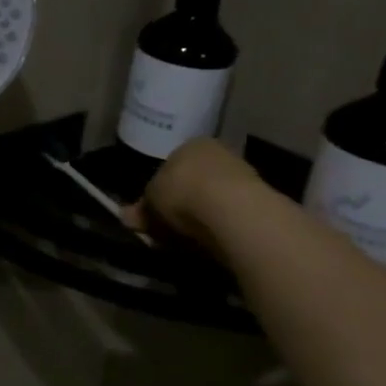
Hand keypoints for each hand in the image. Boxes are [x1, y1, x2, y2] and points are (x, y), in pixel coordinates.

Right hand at [122, 137, 261, 253]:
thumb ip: (140, 209)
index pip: (171, 166)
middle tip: (165, 229)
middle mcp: (219, 155)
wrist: (233, 210)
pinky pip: (229, 217)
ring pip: (212, 201)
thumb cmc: (183, 191)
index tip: (151, 212)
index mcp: (191, 144)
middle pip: (192, 183)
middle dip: (179, 206)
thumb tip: (125, 216)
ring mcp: (243, 178)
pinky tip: (209, 242)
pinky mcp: (261, 204)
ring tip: (186, 240)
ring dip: (199, 218)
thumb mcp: (150, 200)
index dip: (158, 190)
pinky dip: (218, 229)